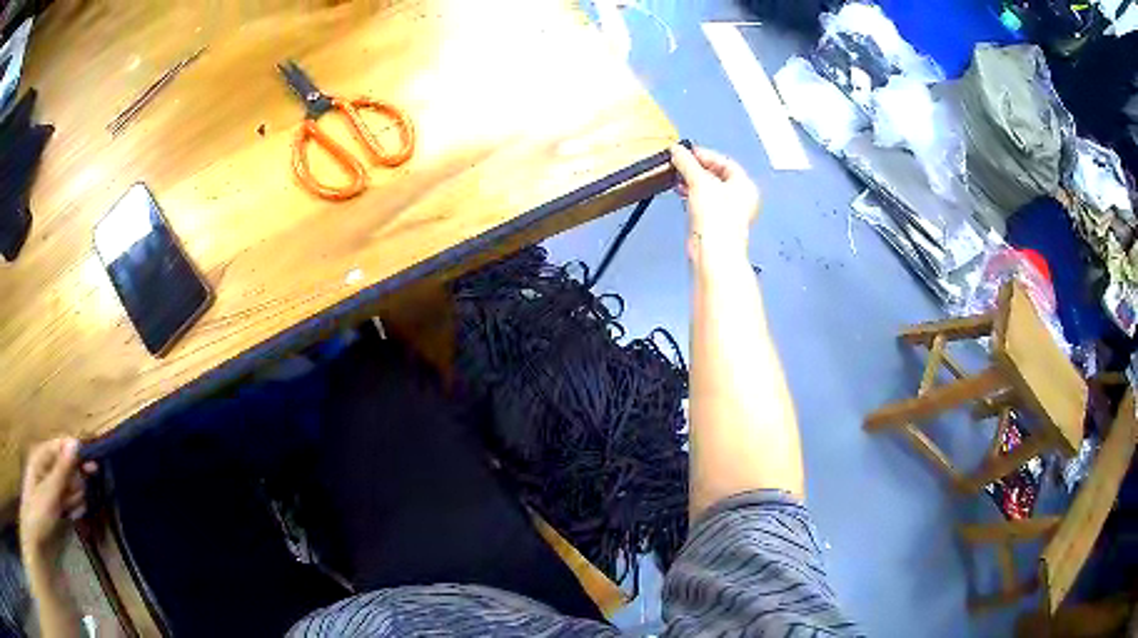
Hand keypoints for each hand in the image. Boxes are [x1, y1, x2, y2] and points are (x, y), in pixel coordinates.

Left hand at [19, 438, 95, 562]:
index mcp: (42, 455)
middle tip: (78, 500)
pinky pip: (65, 497)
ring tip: (71, 511)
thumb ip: (62, 469)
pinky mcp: (52, 498)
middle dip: (75, 482)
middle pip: (66, 465)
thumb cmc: (38, 509)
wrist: (35, 528)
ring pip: (67, 484)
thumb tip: (75, 443)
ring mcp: (48, 482)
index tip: (94, 468)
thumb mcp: (50, 491)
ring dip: (73, 497)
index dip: (77, 454)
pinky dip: (70, 505)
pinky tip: (71, 515)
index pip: (62, 446)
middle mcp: (45, 464)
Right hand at [670, 144, 759, 258]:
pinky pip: (704, 204)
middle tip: (681, 163)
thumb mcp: (699, 181)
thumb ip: (687, 163)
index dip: (705, 155)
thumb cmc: (718, 218)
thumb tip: (677, 150)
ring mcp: (729, 213)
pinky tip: (682, 194)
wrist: (714, 251)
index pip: (724, 162)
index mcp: (745, 185)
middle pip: (717, 176)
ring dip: (693, 182)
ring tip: (678, 177)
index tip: (687, 152)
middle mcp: (740, 198)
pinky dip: (693, 196)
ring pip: (709, 190)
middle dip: (697, 169)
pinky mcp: (716, 225)